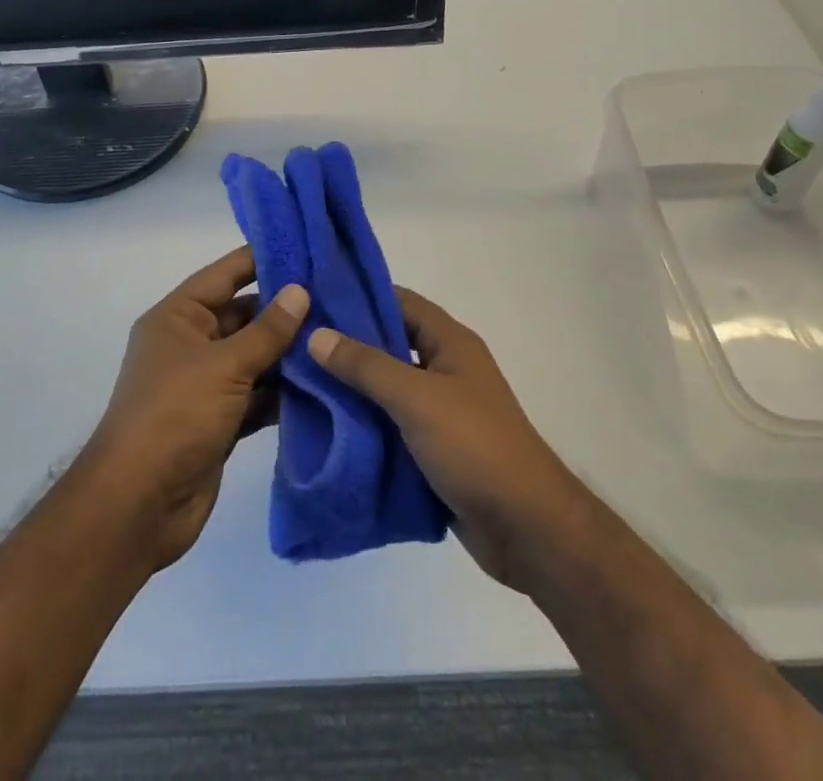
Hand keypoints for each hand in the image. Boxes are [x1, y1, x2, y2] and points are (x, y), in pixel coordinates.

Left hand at [85, 248, 308, 572]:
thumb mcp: (224, 365)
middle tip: (338, 301)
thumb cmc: (175, 416)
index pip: (226, 275)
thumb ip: (267, 330)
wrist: (137, 507)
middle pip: (244, 316)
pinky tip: (324, 386)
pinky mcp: (220, 421)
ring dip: (290, 355)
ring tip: (339, 340)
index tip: (308, 249)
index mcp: (178, 317)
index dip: (263, 259)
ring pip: (255, 358)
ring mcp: (206, 385)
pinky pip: (258, 395)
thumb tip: (300, 291)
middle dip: (286, 312)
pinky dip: (284, 393)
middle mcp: (191, 344)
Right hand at [308, 288, 587, 592]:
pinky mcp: (435, 449)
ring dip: (353, 389)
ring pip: (388, 388)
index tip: (314, 297)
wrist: (525, 527)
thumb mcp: (416, 398)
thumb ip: (366, 366)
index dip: (360, 296)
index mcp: (451, 342)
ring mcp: (441, 410)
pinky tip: (327, 429)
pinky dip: (365, 426)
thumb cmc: (474, 446)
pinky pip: (392, 426)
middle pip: (390, 345)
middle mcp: (446, 368)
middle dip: (348, 345)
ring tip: (301, 384)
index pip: (400, 302)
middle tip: (297, 343)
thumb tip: (316, 334)